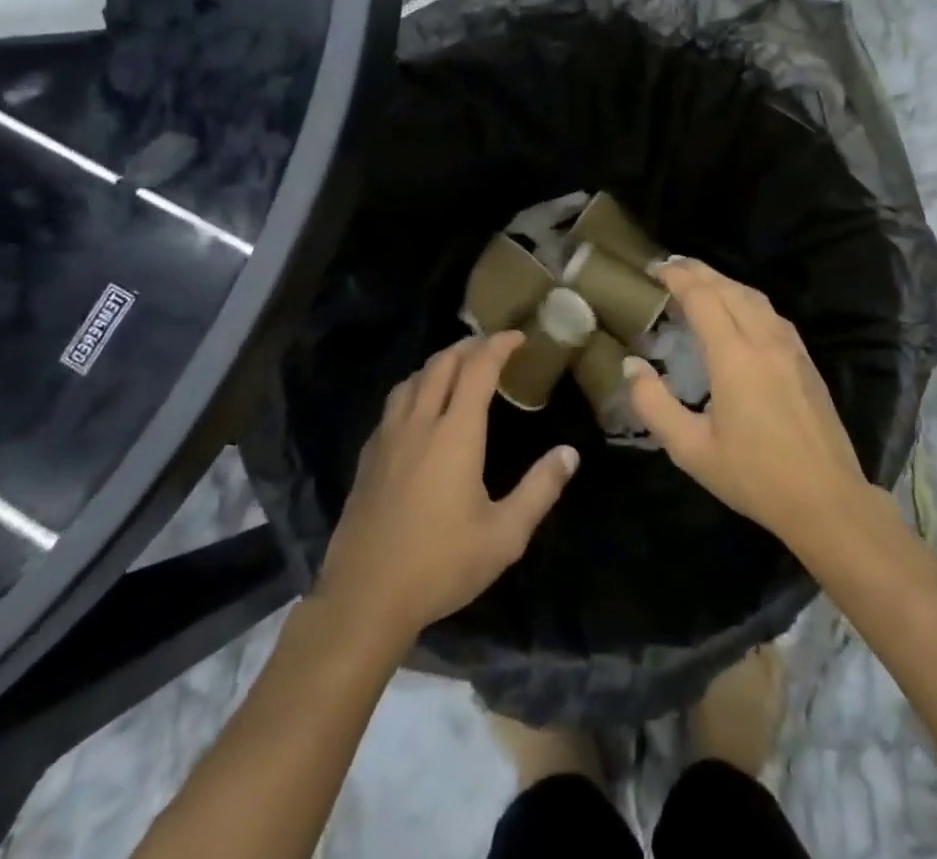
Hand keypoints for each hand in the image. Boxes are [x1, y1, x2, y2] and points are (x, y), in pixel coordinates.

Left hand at [315, 332, 578, 649]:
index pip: (477, 369)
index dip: (498, 345)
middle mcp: (419, 424)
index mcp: (455, 434)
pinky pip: (393, 405)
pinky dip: (414, 390)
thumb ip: (540, 489)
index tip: (518, 337)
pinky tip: (418, 411)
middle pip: (441, 364)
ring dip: (437, 364)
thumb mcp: (505, 535)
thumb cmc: (441, 564)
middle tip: (491, 347)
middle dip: (468, 346)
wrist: (366, 598)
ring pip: (412, 380)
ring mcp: (388, 439)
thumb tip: (570, 453)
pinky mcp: (368, 458)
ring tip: (456, 370)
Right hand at [627, 260, 869, 549]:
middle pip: (728, 287)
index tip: (653, 269)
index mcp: (734, 355)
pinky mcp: (805, 359)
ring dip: (723, 282)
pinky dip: (746, 299)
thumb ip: (653, 404)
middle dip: (697, 271)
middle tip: (669, 267)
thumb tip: (631, 366)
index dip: (676, 277)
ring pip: (753, 296)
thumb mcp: (690, 449)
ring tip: (699, 283)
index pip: (701, 296)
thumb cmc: (754, 476)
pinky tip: (738, 312)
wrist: (827, 499)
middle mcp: (764, 339)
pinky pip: (771, 312)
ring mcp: (790, 347)